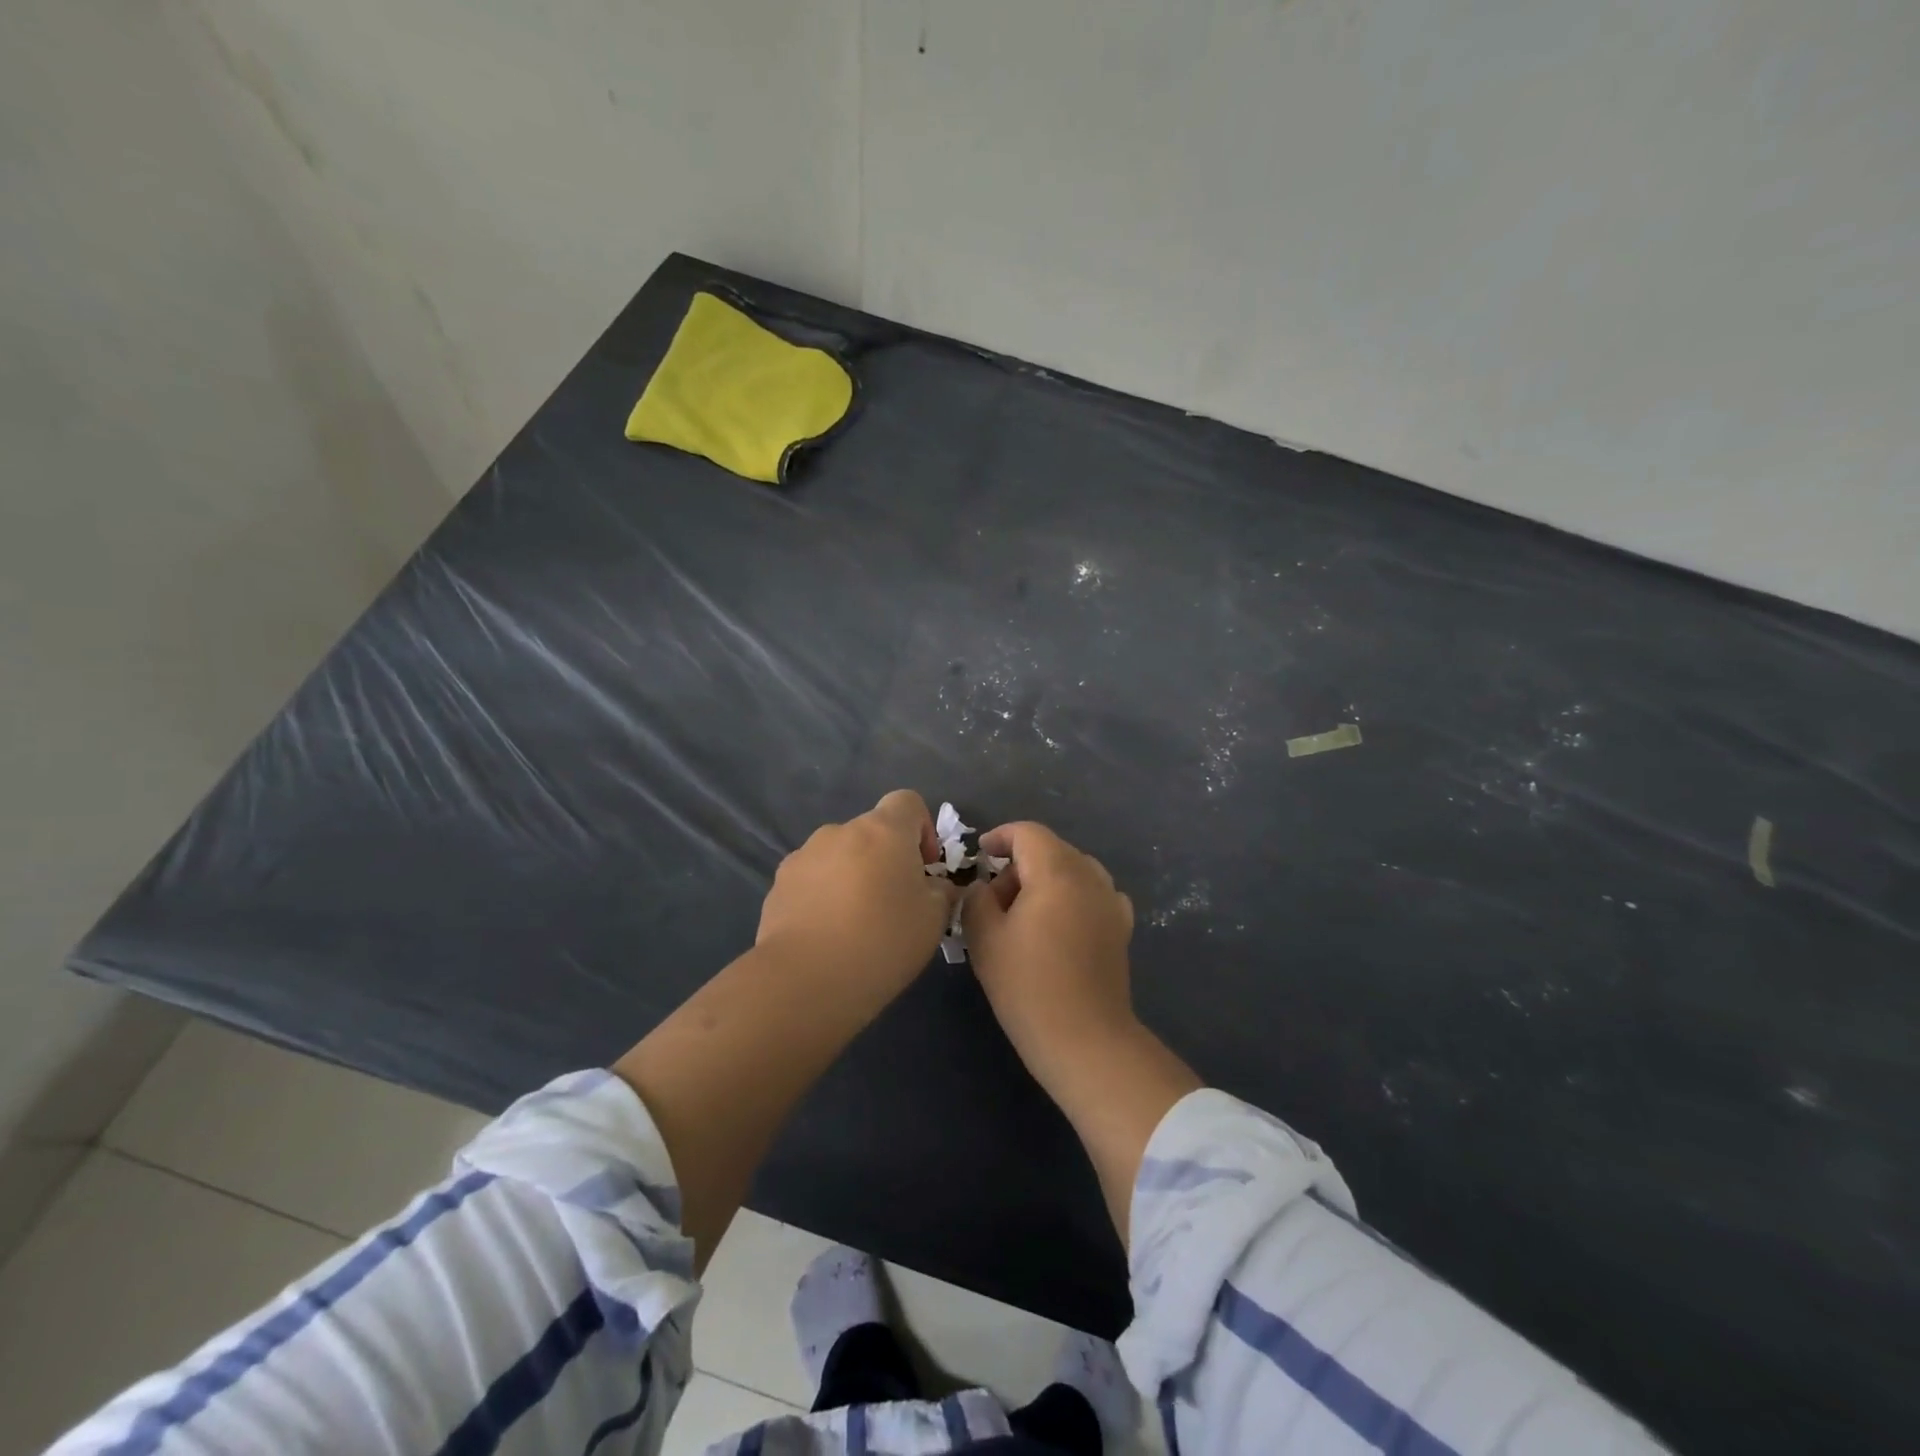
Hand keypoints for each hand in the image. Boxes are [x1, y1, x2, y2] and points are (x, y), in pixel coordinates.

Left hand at [755, 790, 957, 1000]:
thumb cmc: (882, 941)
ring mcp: (803, 856)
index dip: (923, 828)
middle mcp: (840, 831)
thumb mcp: (934, 919)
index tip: (925, 868)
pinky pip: (812, 880)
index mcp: (883, 831)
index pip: (907, 802)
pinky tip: (826, 935)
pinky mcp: (778, 885)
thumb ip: (942, 892)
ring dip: (852, 876)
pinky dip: (823, 896)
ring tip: (855, 923)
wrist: (805, 980)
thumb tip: (936, 885)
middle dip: (886, 859)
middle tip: (894, 904)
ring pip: (839, 856)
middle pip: (871, 832)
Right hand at [962, 821, 1199, 1245]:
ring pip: (1073, 870)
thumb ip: (976, 898)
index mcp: (1057, 871)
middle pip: (1051, 849)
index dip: (999, 837)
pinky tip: (1058, 926)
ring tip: (1023, 914)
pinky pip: (1093, 895)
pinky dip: (1071, 898)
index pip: (1028, 833)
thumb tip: (983, 886)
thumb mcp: (985, 938)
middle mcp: (1090, 877)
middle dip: (1019, 863)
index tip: (979, 856)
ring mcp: (1111, 902)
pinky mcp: (1121, 928)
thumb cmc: (1028, 986)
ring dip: (1045, 880)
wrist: (1085, 1040)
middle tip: (993, 898)